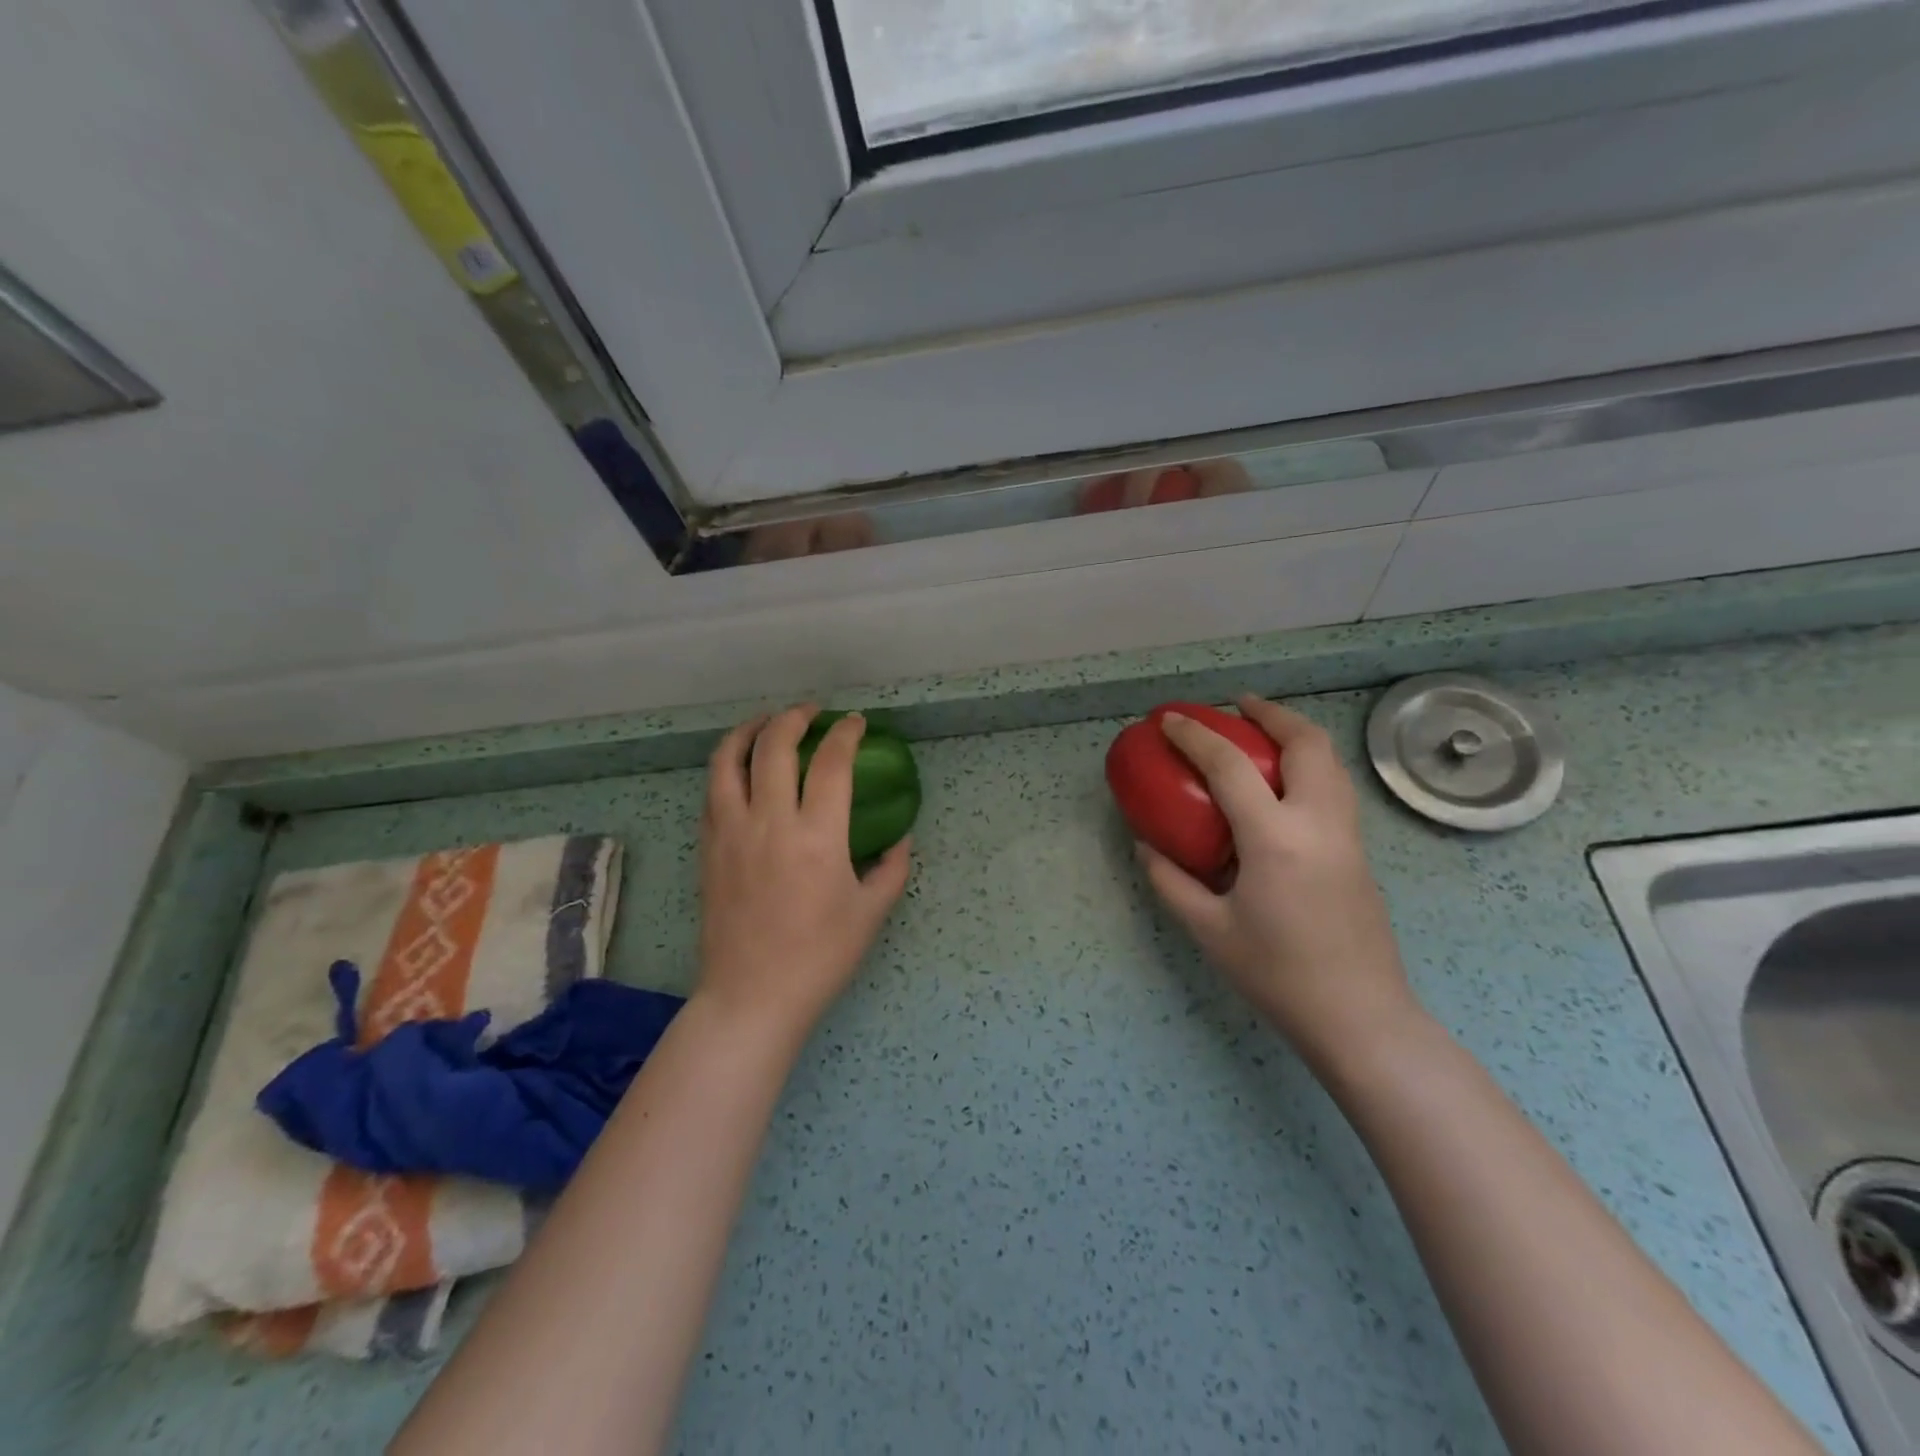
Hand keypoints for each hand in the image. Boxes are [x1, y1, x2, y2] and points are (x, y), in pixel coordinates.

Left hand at [696, 706, 911, 1041]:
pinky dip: (728, 765)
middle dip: (794, 718)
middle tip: (812, 713)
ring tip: (766, 723)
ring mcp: (731, 833)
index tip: (856, 723)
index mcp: (817, 837)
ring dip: (748, 730)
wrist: (752, 996)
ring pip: (727, 760)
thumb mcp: (871, 912)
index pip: (830, 763)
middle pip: (773, 746)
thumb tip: (900, 837)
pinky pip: (712, 791)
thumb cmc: (820, 957)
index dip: (846, 734)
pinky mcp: (708, 848)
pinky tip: (741, 769)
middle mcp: (769, 823)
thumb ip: (893, 867)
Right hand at [1139, 696, 1422, 1069]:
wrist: (1360, 1018)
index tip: (1170, 720)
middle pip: (1306, 743)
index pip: (1230, 767)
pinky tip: (1281, 786)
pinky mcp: (1360, 852)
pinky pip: (1335, 787)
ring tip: (1261, 733)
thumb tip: (1145, 845)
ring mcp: (1348, 836)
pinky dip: (1309, 764)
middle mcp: (1319, 823)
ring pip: (1330, 761)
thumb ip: (1170, 880)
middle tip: (1235, 707)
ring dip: (1295, 734)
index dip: (1196, 736)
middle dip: (1269, 714)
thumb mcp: (1208, 930)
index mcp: (1275, 839)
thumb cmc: (1277, 975)